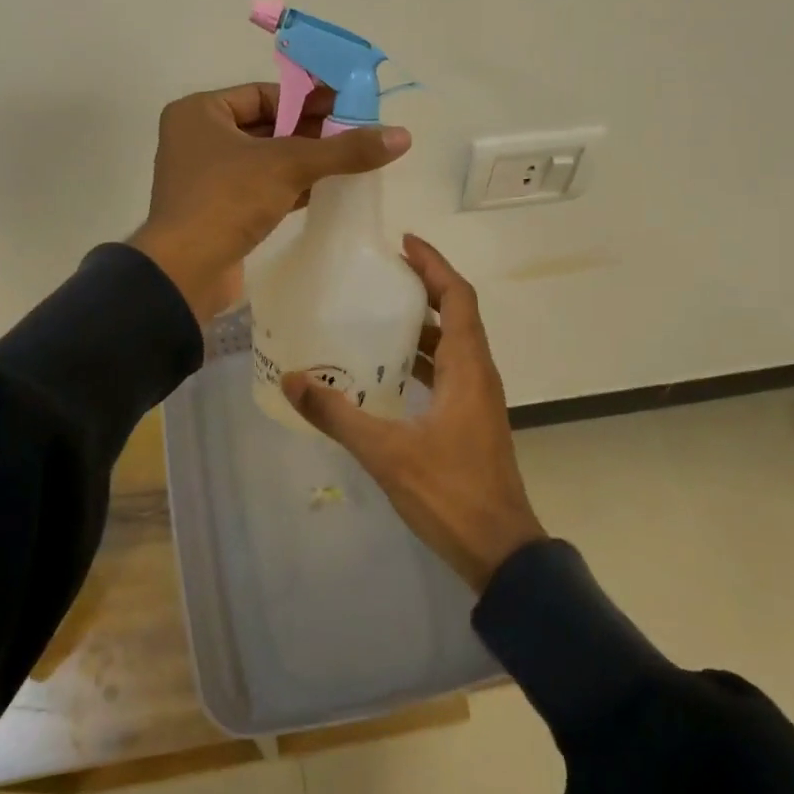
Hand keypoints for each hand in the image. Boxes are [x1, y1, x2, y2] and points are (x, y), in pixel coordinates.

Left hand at [129, 83, 411, 322]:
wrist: (184, 272)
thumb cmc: (227, 200)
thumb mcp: (289, 166)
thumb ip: (344, 150)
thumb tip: (402, 135)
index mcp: (200, 112)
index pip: (264, 94)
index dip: (308, 99)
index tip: (347, 106)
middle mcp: (197, 138)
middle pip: (266, 125)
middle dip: (310, 131)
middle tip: (355, 133)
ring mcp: (205, 177)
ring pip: (264, 159)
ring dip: (303, 160)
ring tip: (349, 160)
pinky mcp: (217, 210)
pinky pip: (259, 187)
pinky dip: (290, 186)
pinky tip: (326, 189)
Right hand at [281, 235, 546, 591]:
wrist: (500, 551)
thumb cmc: (450, 493)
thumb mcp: (386, 452)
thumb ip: (338, 415)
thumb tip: (293, 379)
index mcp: (468, 368)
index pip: (458, 297)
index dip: (434, 264)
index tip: (404, 242)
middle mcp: (478, 374)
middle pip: (457, 314)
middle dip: (424, 287)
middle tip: (382, 273)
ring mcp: (477, 399)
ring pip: (452, 344)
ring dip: (422, 323)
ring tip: (378, 311)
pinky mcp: (471, 420)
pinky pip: (447, 371)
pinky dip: (421, 358)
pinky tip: (387, 369)